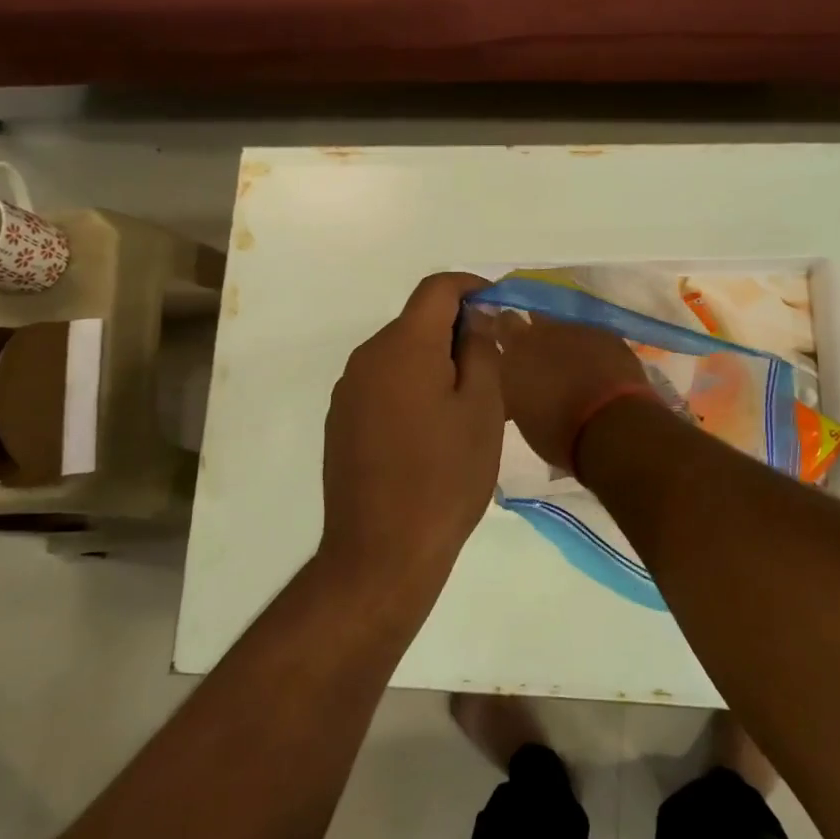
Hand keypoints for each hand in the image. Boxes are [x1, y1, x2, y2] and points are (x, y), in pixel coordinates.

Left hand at [321, 273, 504, 593]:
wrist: (382, 551)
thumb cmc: (446, 477)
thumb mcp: (483, 409)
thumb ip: (481, 350)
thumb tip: (475, 319)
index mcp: (404, 345)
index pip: (437, 289)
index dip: (470, 286)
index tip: (498, 304)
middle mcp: (367, 357)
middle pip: (416, 322)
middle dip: (455, 331)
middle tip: (493, 366)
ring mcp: (348, 390)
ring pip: (400, 355)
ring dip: (433, 362)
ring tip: (465, 404)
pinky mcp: (341, 421)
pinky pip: (383, 384)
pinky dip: (411, 388)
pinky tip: (430, 431)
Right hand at [482, 311, 656, 471]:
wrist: (611, 427)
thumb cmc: (557, 431)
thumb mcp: (521, 412)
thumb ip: (514, 384)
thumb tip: (516, 378)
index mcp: (516, 350)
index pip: (501, 323)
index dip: (502, 329)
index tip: (502, 340)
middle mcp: (544, 331)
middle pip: (533, 318)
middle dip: (534, 331)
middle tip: (537, 354)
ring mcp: (579, 330)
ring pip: (565, 328)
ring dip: (565, 343)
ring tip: (572, 367)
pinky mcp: (608, 335)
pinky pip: (593, 337)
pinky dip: (592, 350)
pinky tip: (599, 369)